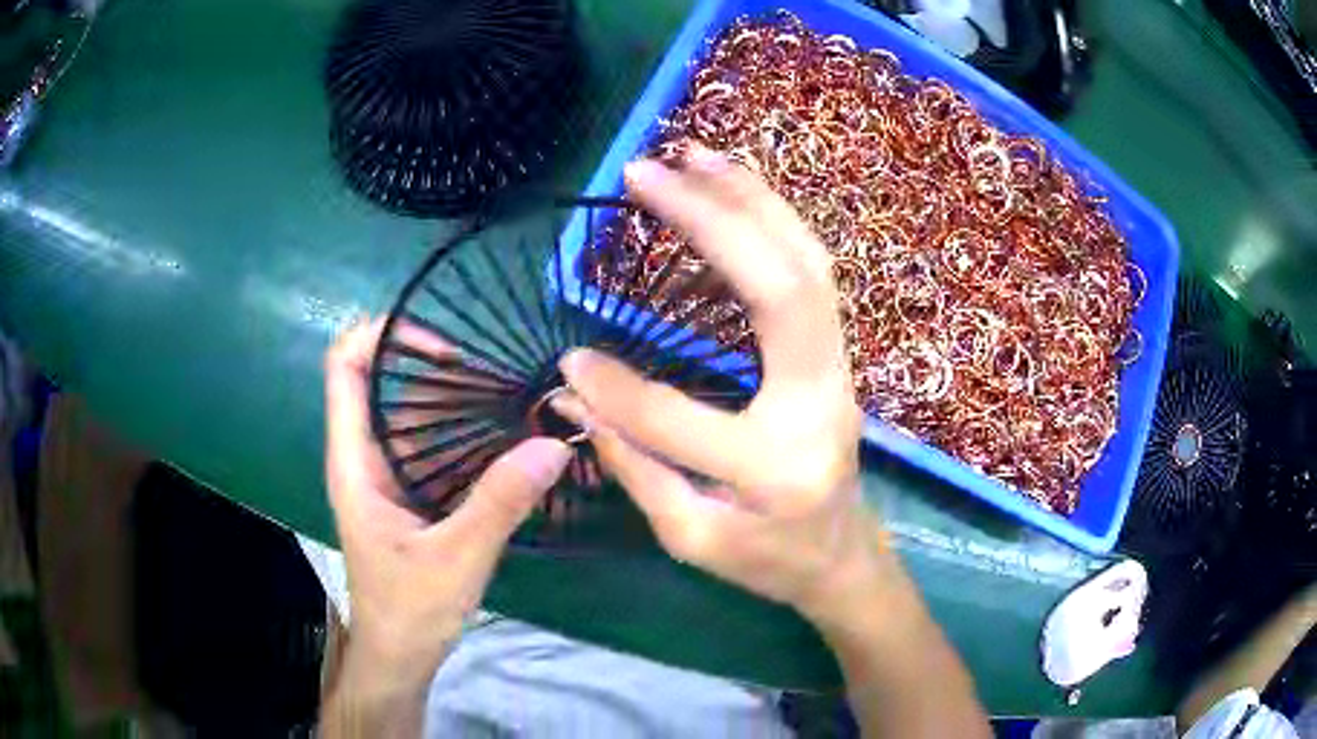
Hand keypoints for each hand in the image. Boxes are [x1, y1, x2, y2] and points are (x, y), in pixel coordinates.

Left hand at [323, 319, 571, 682]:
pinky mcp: (411, 494)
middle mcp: (366, 456)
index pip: (345, 366)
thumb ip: (500, 502)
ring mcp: (389, 475)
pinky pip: (435, 447)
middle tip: (504, 373)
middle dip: (440, 369)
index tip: (444, 344)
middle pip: (389, 382)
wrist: (398, 655)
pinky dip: (468, 435)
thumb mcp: (456, 558)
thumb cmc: (409, 610)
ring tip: (517, 397)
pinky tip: (509, 439)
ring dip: (461, 402)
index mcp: (355, 461)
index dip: (383, 334)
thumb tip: (552, 444)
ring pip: (416, 415)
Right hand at [556, 147, 888, 624]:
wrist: (842, 554)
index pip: (678, 418)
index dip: (616, 391)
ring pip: (808, 263)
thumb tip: (572, 394)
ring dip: (751, 199)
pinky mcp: (835, 352)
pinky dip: (773, 218)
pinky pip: (812, 271)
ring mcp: (838, 369)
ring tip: (693, 154)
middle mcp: (820, 403)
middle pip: (782, 289)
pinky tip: (733, 188)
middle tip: (646, 172)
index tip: (569, 362)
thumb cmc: (767, 559)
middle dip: (712, 219)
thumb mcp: (691, 538)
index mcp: (775, 469)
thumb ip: (633, 466)